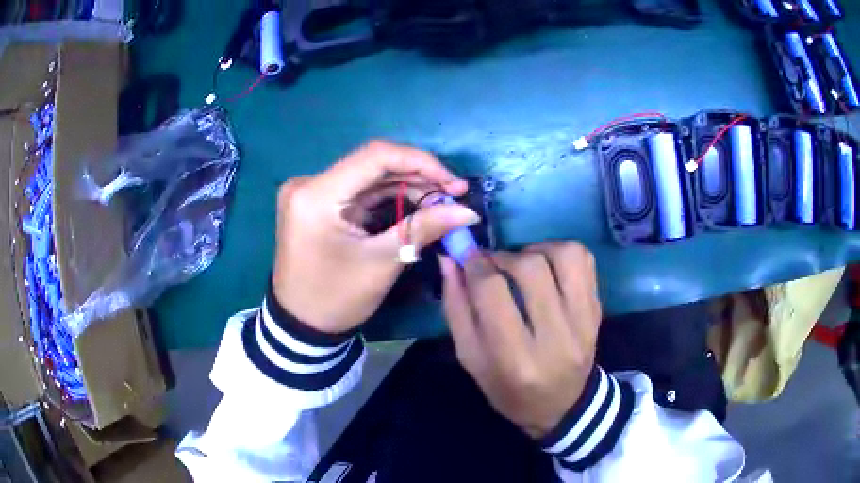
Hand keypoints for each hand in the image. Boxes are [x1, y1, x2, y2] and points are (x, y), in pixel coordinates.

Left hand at [272, 140, 480, 333]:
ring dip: (407, 186)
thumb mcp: (382, 263)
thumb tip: (468, 211)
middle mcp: (309, 183)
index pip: (375, 156)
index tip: (454, 184)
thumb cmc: (336, 299)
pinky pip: (359, 190)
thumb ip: (424, 228)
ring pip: (369, 176)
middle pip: (373, 164)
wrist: (300, 324)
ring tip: (442, 201)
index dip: (421, 162)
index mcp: (316, 195)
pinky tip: (416, 205)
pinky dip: (389, 197)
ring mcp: (311, 192)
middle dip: (418, 176)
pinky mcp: (317, 202)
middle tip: (454, 195)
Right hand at [440, 242, 601, 438]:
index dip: (475, 265)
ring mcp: (584, 322)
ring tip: (522, 265)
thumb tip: (450, 259)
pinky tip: (547, 266)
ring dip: (535, 250)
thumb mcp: (470, 359)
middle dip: (502, 256)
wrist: (561, 406)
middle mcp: (555, 338)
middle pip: (530, 268)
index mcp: (515, 359)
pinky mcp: (597, 310)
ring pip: (564, 255)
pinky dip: (561, 251)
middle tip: (491, 265)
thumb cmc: (508, 389)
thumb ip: (456, 307)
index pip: (493, 291)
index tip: (466, 259)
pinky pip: (584, 260)